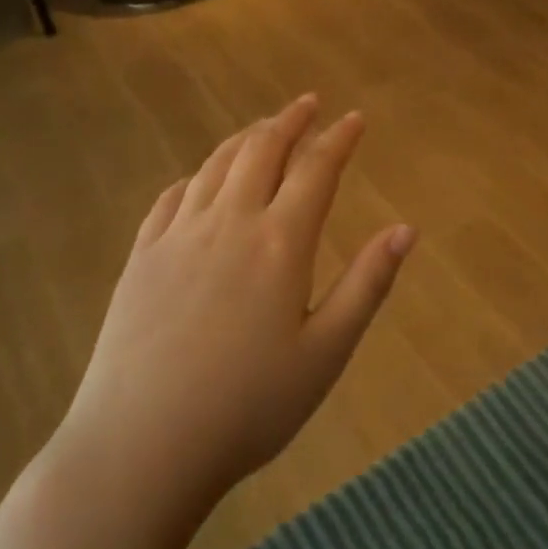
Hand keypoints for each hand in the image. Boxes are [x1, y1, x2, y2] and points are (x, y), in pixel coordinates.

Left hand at [65, 94, 414, 518]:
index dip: (339, 139)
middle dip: (290, 120)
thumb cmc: (247, 407)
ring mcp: (178, 234)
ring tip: (265, 128)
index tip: (355, 118)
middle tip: (308, 103)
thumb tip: (406, 229)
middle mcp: (229, 221)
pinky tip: (203, 179)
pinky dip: (198, 174)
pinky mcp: (143, 254)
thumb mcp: (325, 353)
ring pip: (217, 164)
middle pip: (262, 150)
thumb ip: (367, 285)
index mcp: (279, 242)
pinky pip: (173, 195)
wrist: (141, 445)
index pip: (316, 170)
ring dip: (246, 138)